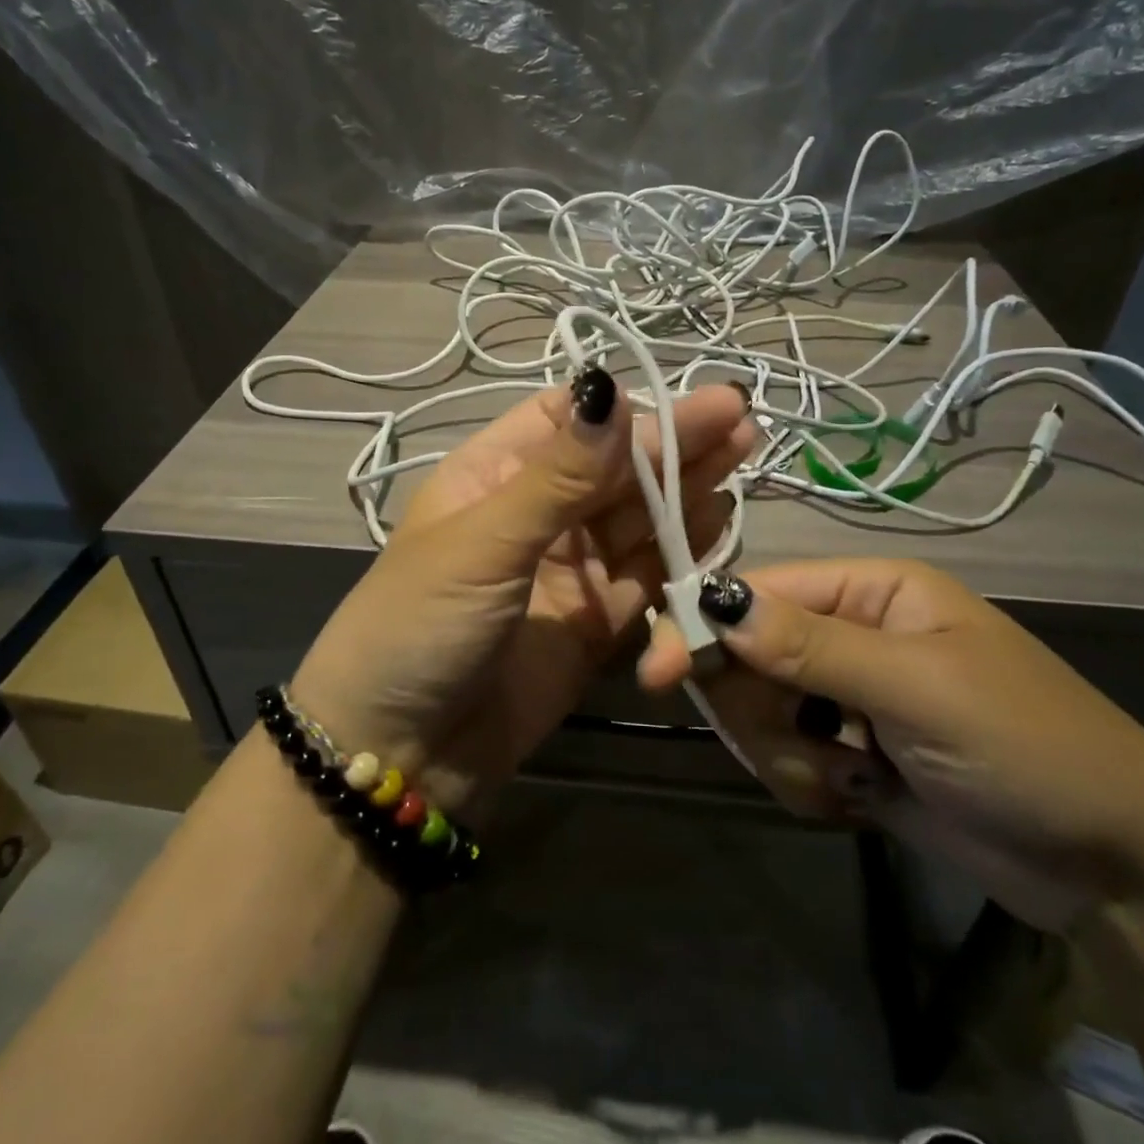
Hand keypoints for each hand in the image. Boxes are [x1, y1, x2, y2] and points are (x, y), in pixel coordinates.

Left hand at [290, 372, 755, 815]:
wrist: (401, 754)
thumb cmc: (420, 625)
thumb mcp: (483, 542)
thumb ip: (558, 476)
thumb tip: (611, 389)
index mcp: (495, 474)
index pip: (567, 422)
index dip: (623, 409)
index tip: (685, 397)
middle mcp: (537, 513)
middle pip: (614, 468)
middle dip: (673, 442)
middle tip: (739, 416)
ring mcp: (570, 569)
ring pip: (639, 517)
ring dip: (687, 488)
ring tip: (742, 454)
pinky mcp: (596, 621)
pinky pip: (648, 575)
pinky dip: (683, 551)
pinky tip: (719, 521)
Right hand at [638, 559, 1143, 928]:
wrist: (1120, 870)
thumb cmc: (1027, 746)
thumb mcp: (918, 690)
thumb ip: (811, 647)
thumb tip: (718, 601)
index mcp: (869, 590)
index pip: (758, 592)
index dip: (702, 626)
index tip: (655, 674)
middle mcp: (849, 632)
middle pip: (747, 657)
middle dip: (763, 713)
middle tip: (809, 752)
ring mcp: (845, 696)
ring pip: (760, 715)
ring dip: (793, 759)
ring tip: (857, 783)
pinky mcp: (848, 754)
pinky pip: (786, 760)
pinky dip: (811, 787)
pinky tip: (864, 802)